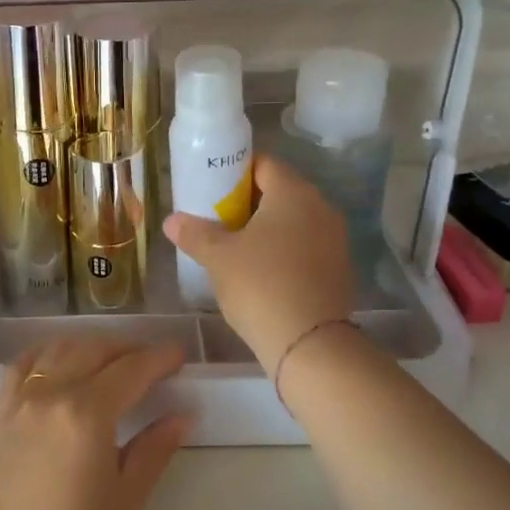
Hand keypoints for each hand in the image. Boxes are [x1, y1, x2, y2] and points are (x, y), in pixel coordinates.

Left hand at [0, 339, 191, 509]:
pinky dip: (43, 356)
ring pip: (57, 352)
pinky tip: (59, 364)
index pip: (130, 370)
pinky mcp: (2, 419)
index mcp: (86, 414)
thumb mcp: (129, 499)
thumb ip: (154, 448)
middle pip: (93, 351)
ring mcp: (20, 405)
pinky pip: (20, 369)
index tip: (180, 354)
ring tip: (113, 361)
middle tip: (154, 362)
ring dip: (88, 347)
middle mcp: (50, 396)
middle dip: (128, 349)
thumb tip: (184, 414)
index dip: (159, 358)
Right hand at [163, 154, 354, 373]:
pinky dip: (282, 250)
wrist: (310, 344)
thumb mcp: (218, 257)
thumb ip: (194, 233)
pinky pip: (304, 246)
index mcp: (293, 193)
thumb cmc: (260, 286)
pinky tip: (260, 271)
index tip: (212, 189)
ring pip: (293, 221)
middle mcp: (321, 208)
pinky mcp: (338, 268)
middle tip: (217, 219)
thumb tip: (171, 220)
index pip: (263, 164)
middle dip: (247, 202)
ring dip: (265, 228)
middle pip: (279, 191)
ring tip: (234, 247)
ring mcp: (334, 239)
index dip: (235, 172)